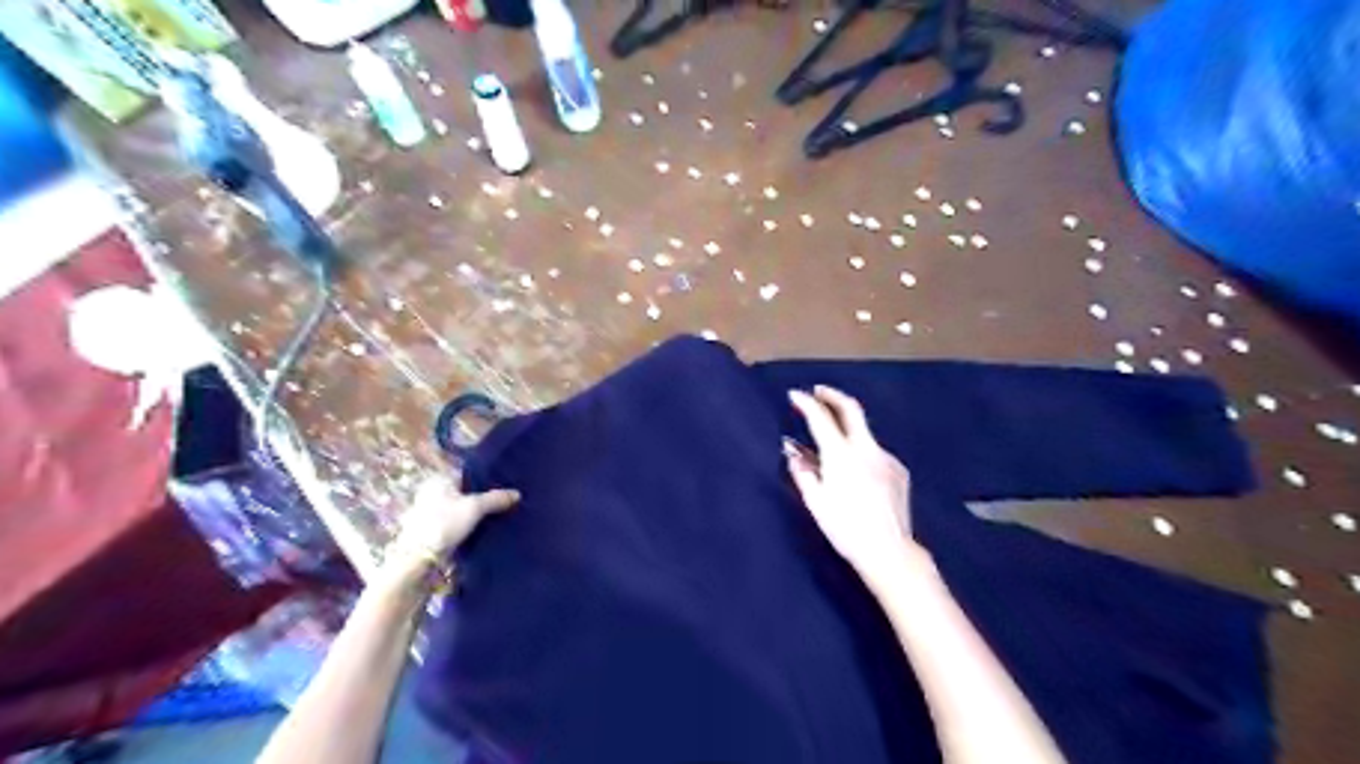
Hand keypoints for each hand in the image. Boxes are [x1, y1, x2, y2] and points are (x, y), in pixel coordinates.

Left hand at [381, 479, 521, 580]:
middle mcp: (432, 492)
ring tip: (496, 514)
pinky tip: (480, 528)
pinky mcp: (431, 529)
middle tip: (503, 500)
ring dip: (474, 511)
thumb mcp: (475, 508)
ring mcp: (429, 511)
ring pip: (459, 507)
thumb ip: (496, 499)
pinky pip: (454, 521)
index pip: (468, 473)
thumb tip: (517, 494)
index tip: (503, 485)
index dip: (486, 478)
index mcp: (439, 480)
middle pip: (464, 491)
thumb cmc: (444, 523)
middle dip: (481, 496)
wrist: (418, 558)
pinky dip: (466, 523)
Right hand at [787, 386, 924, 580]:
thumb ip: (803, 473)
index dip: (806, 403)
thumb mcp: (816, 502)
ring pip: (864, 434)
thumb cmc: (845, 529)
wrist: (889, 551)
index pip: (821, 418)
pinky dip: (862, 454)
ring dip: (848, 430)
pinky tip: (858, 474)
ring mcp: (886, 458)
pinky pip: (876, 454)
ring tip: (835, 445)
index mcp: (841, 455)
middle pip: (851, 409)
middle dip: (832, 396)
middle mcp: (866, 449)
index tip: (795, 395)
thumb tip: (794, 454)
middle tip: (819, 392)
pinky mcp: (899, 471)